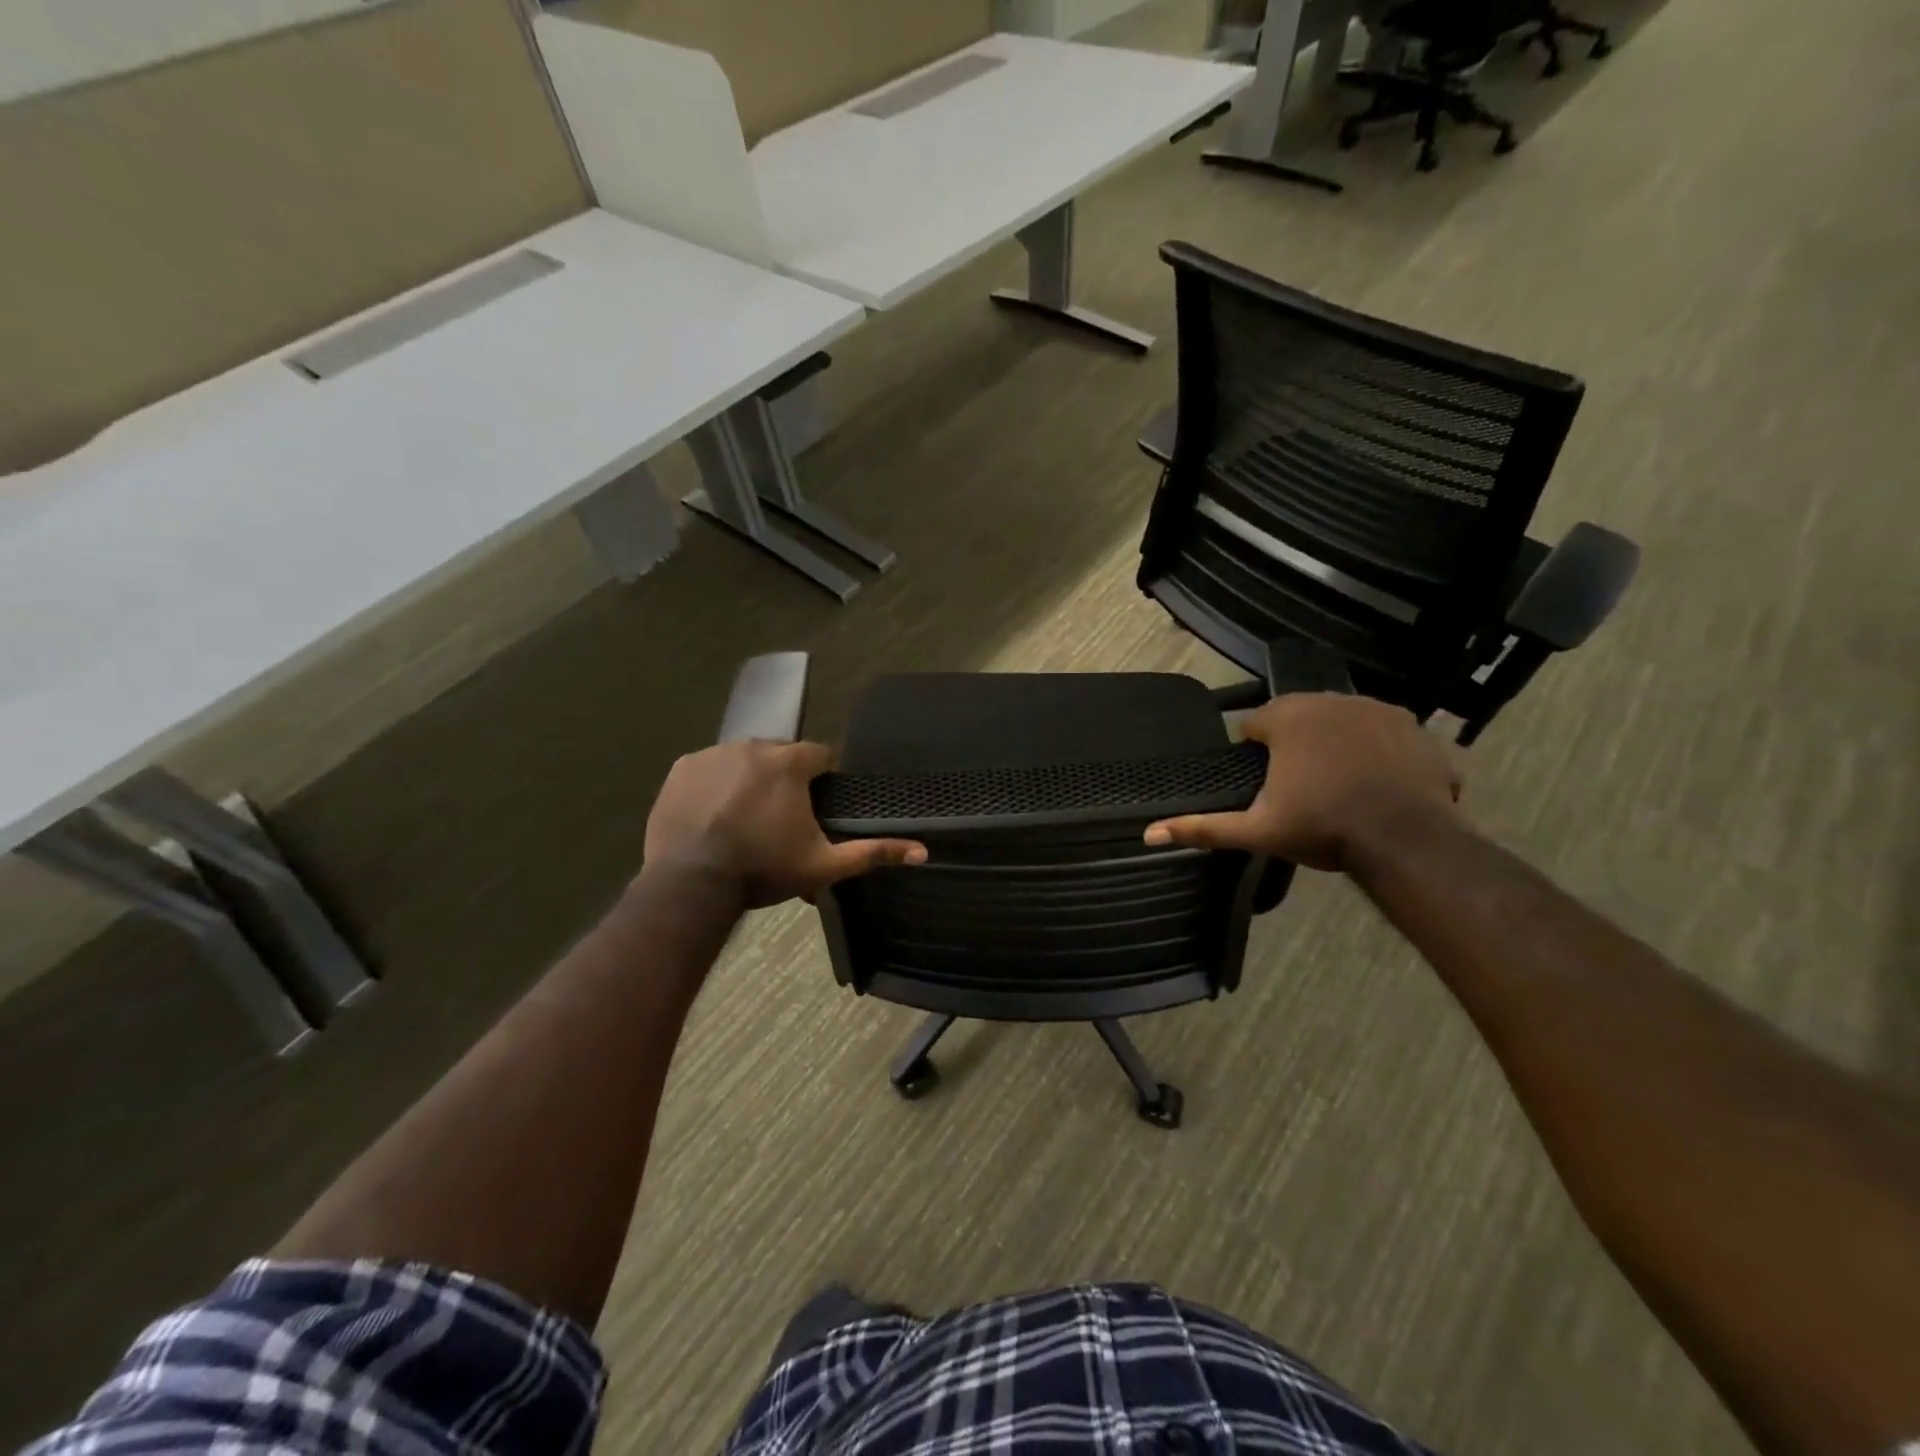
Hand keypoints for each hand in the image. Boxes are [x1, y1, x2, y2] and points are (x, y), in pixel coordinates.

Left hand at [644, 740, 925, 907]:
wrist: (691, 883)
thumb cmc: (764, 869)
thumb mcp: (824, 865)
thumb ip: (873, 853)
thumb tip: (923, 851)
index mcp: (790, 762)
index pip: (820, 756)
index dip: (822, 780)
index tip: (816, 806)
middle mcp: (753, 746)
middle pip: (780, 755)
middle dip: (785, 779)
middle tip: (780, 818)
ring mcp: (713, 754)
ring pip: (743, 759)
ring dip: (750, 780)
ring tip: (745, 818)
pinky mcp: (682, 768)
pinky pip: (708, 768)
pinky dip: (715, 785)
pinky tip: (714, 814)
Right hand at [1144, 694, 1459, 871]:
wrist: (1406, 840)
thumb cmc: (1324, 829)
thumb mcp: (1257, 831)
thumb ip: (1203, 827)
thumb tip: (1148, 833)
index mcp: (1287, 718)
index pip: (1255, 725)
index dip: (1255, 753)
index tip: (1266, 783)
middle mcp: (1328, 700)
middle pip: (1297, 716)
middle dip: (1294, 743)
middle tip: (1300, 786)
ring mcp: (1374, 708)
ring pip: (1338, 719)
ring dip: (1332, 741)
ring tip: (1338, 782)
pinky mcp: (1411, 724)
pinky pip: (1379, 729)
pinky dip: (1373, 748)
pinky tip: (1374, 779)